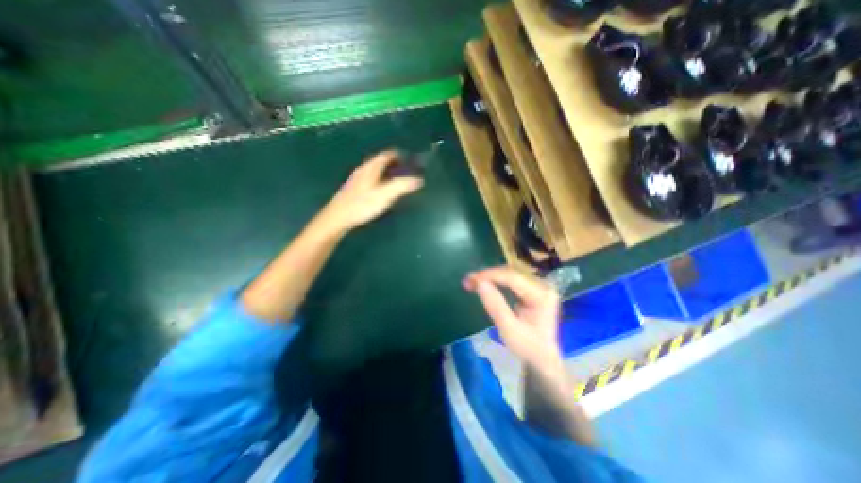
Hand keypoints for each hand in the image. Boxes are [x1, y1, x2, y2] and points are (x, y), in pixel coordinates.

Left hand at [319, 150, 421, 233]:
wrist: (337, 217)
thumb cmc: (361, 205)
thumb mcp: (384, 195)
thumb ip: (402, 186)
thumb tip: (419, 180)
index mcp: (371, 168)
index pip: (386, 155)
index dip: (398, 154)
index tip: (408, 158)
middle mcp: (363, 170)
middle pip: (379, 161)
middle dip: (393, 162)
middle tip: (405, 169)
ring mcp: (356, 179)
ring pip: (374, 170)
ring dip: (386, 171)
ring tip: (396, 178)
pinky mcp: (353, 189)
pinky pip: (370, 178)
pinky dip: (379, 178)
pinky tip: (381, 189)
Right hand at [465, 267, 566, 369]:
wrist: (542, 358)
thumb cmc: (527, 347)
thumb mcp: (509, 329)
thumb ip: (495, 305)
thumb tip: (480, 283)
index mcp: (542, 295)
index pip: (513, 278)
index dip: (490, 276)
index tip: (471, 279)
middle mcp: (542, 286)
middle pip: (511, 273)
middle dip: (488, 275)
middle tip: (468, 280)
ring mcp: (538, 286)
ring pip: (510, 274)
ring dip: (490, 277)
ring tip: (473, 281)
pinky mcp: (532, 289)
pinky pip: (511, 280)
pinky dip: (496, 281)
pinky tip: (484, 283)